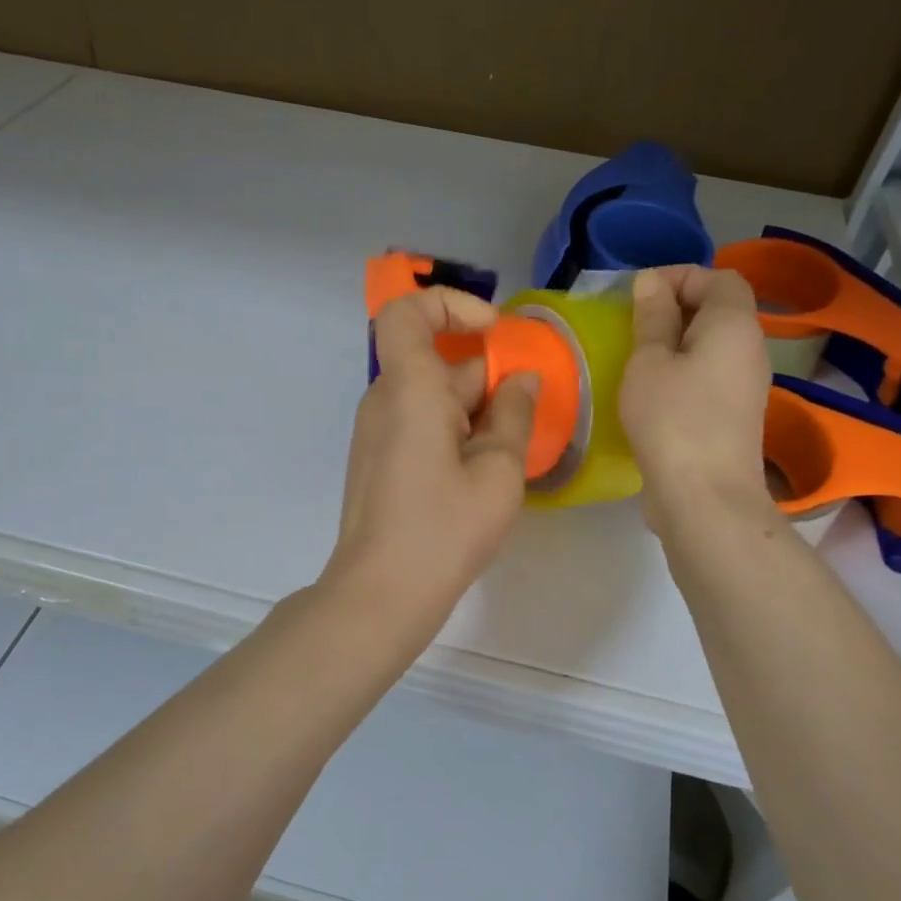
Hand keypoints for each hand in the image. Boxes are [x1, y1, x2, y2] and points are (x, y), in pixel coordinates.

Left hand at [327, 287, 537, 616]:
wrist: (379, 594)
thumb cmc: (442, 530)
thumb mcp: (498, 473)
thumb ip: (515, 415)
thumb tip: (521, 379)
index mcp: (408, 388)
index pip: (406, 310)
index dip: (451, 305)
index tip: (494, 333)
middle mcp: (385, 399)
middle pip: (435, 360)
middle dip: (486, 378)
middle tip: (523, 420)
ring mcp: (377, 430)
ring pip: (432, 395)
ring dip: (475, 411)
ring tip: (508, 457)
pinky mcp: (379, 458)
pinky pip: (420, 422)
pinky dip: (455, 431)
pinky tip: (480, 475)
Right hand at [620, 265, 774, 535]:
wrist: (705, 497)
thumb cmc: (672, 419)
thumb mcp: (649, 361)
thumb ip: (652, 317)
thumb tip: (652, 282)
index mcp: (734, 324)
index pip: (719, 277)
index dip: (679, 276)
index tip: (638, 294)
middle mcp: (750, 349)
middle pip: (718, 309)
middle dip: (674, 308)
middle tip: (631, 324)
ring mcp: (746, 385)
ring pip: (712, 344)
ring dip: (675, 342)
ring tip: (635, 356)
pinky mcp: (735, 415)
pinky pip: (710, 374)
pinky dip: (682, 370)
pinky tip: (651, 390)